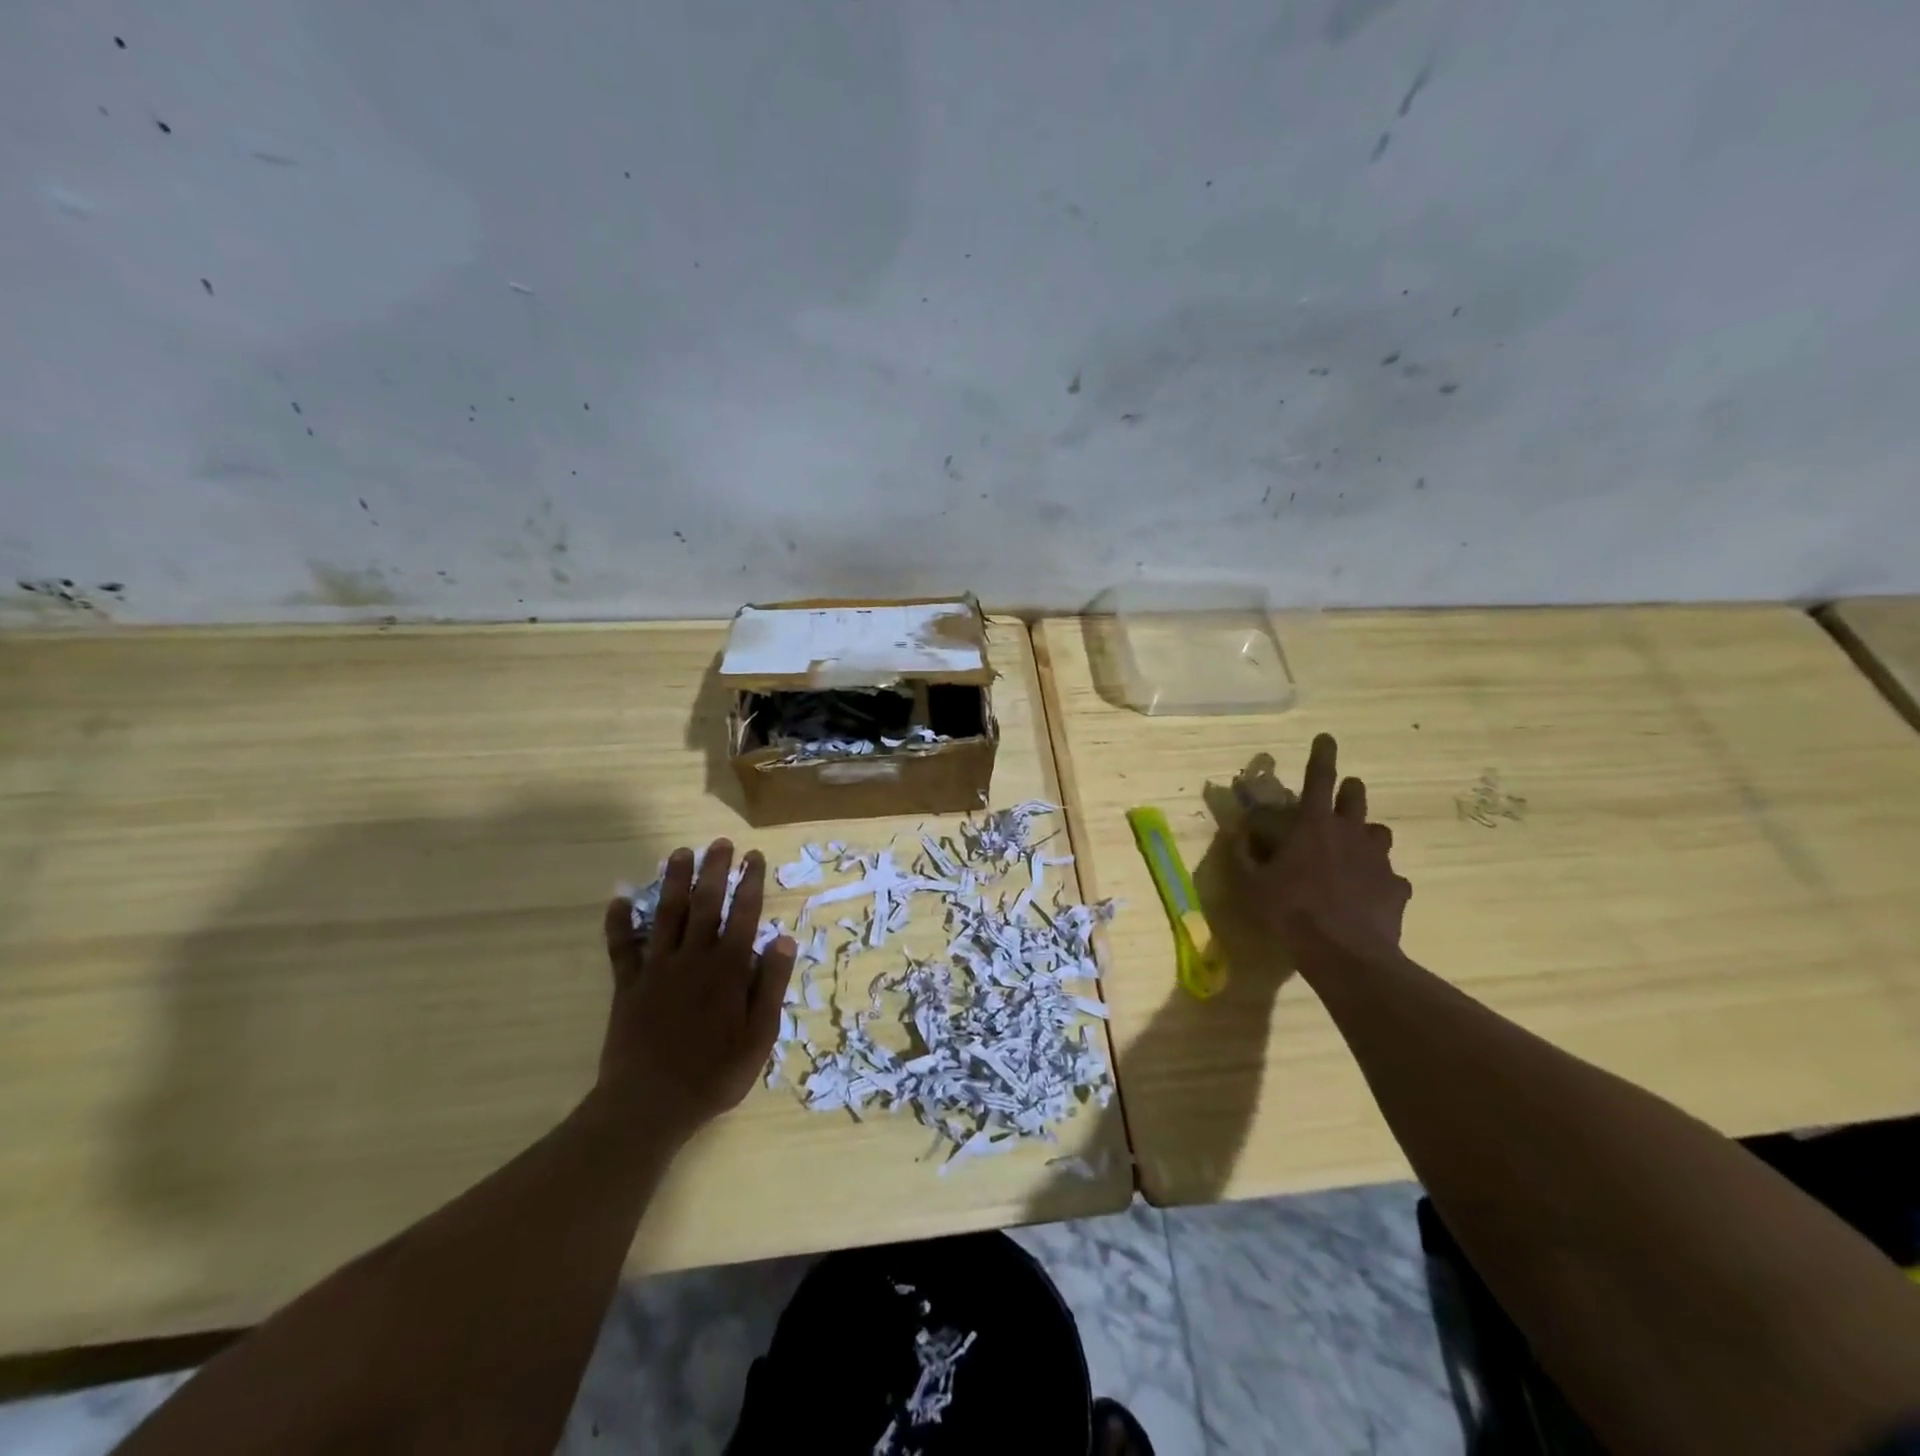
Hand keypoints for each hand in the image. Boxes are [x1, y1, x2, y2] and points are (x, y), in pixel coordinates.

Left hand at [599, 840, 796, 1139]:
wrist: (649, 1104)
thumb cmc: (714, 1074)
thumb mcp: (759, 1035)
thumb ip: (771, 984)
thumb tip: (783, 938)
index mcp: (728, 969)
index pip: (744, 914)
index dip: (750, 882)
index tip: (754, 856)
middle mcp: (693, 958)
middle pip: (705, 903)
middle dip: (714, 870)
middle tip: (720, 843)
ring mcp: (657, 969)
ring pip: (666, 915)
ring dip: (673, 882)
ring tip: (679, 853)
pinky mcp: (628, 986)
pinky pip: (621, 948)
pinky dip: (618, 923)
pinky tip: (618, 900)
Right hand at [1234, 733, 1410, 968]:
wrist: (1345, 954)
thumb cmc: (1290, 911)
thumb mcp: (1251, 884)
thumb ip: (1243, 854)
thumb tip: (1238, 833)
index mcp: (1314, 826)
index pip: (1319, 778)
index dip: (1322, 755)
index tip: (1327, 737)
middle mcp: (1351, 833)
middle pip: (1356, 798)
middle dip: (1349, 791)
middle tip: (1341, 797)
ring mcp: (1379, 860)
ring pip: (1379, 833)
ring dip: (1366, 835)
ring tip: (1354, 851)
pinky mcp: (1397, 888)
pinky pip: (1390, 876)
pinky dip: (1379, 880)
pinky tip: (1368, 896)